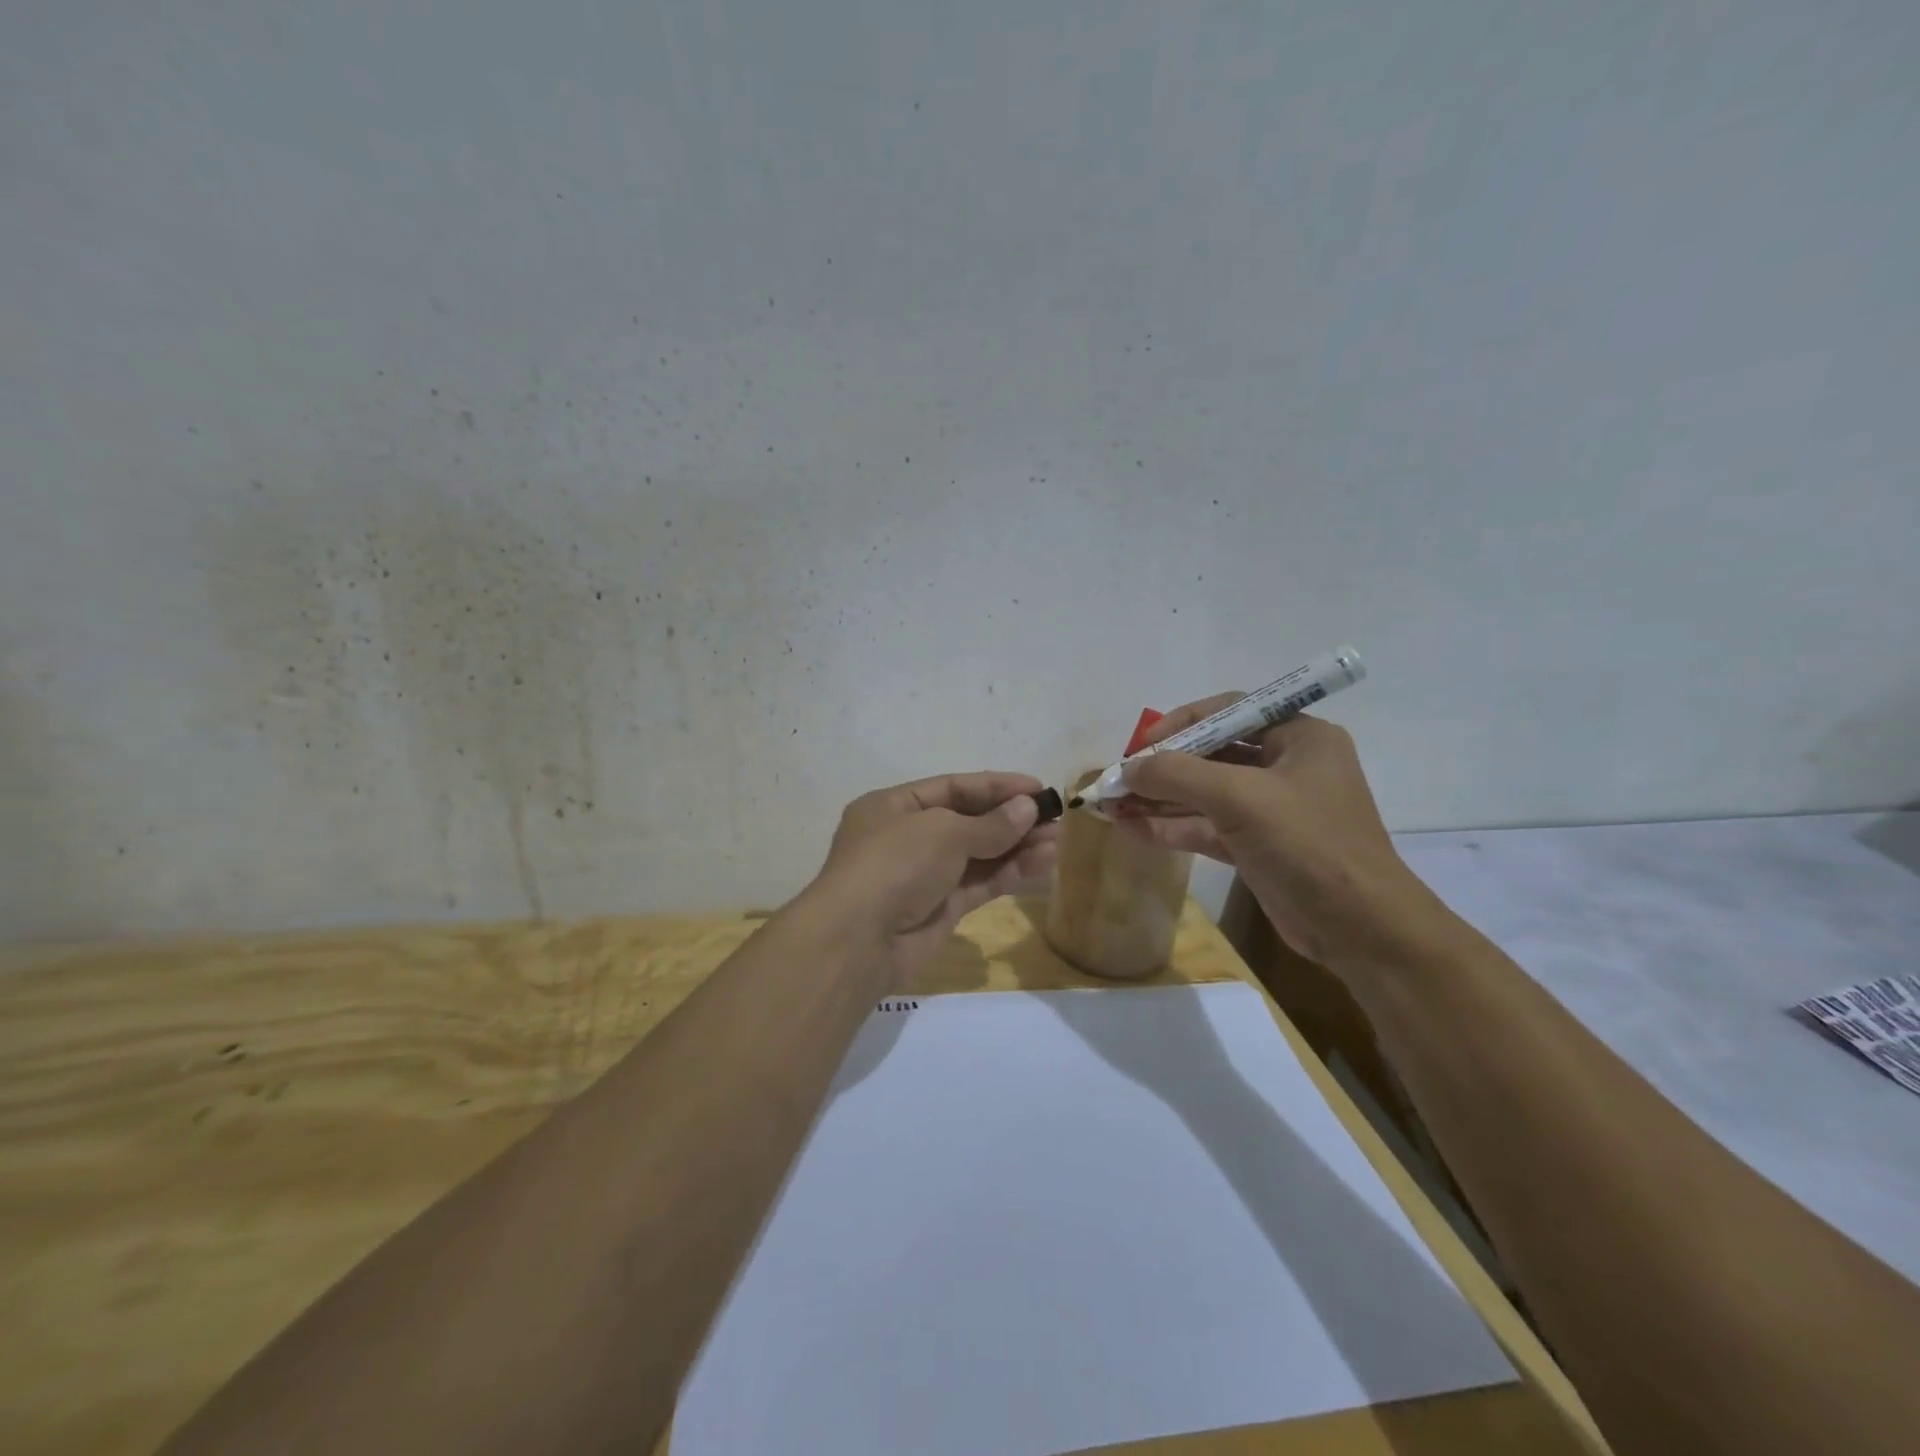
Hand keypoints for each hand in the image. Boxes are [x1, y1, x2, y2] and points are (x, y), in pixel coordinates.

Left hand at [807, 772, 1060, 983]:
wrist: (858, 941)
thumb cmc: (894, 864)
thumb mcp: (942, 832)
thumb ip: (989, 824)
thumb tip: (1028, 809)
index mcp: (893, 806)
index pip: (952, 788)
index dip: (996, 786)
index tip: (1037, 788)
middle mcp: (907, 837)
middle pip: (968, 821)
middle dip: (1011, 818)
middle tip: (1056, 816)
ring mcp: (924, 876)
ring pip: (978, 855)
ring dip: (1017, 846)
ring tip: (1059, 839)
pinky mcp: (940, 910)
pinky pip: (980, 884)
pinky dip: (1010, 873)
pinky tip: (1043, 863)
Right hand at [1114, 697, 1435, 966]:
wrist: (1360, 929)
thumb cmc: (1309, 844)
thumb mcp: (1240, 798)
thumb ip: (1178, 775)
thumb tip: (1126, 769)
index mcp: (1299, 737)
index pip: (1231, 711)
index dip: (1183, 722)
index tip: (1143, 743)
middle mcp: (1286, 766)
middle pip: (1212, 754)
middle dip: (1163, 767)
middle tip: (1118, 778)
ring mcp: (1272, 810)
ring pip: (1204, 794)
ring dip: (1159, 799)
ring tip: (1110, 804)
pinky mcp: (1258, 847)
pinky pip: (1207, 827)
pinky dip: (1171, 826)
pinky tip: (1131, 829)